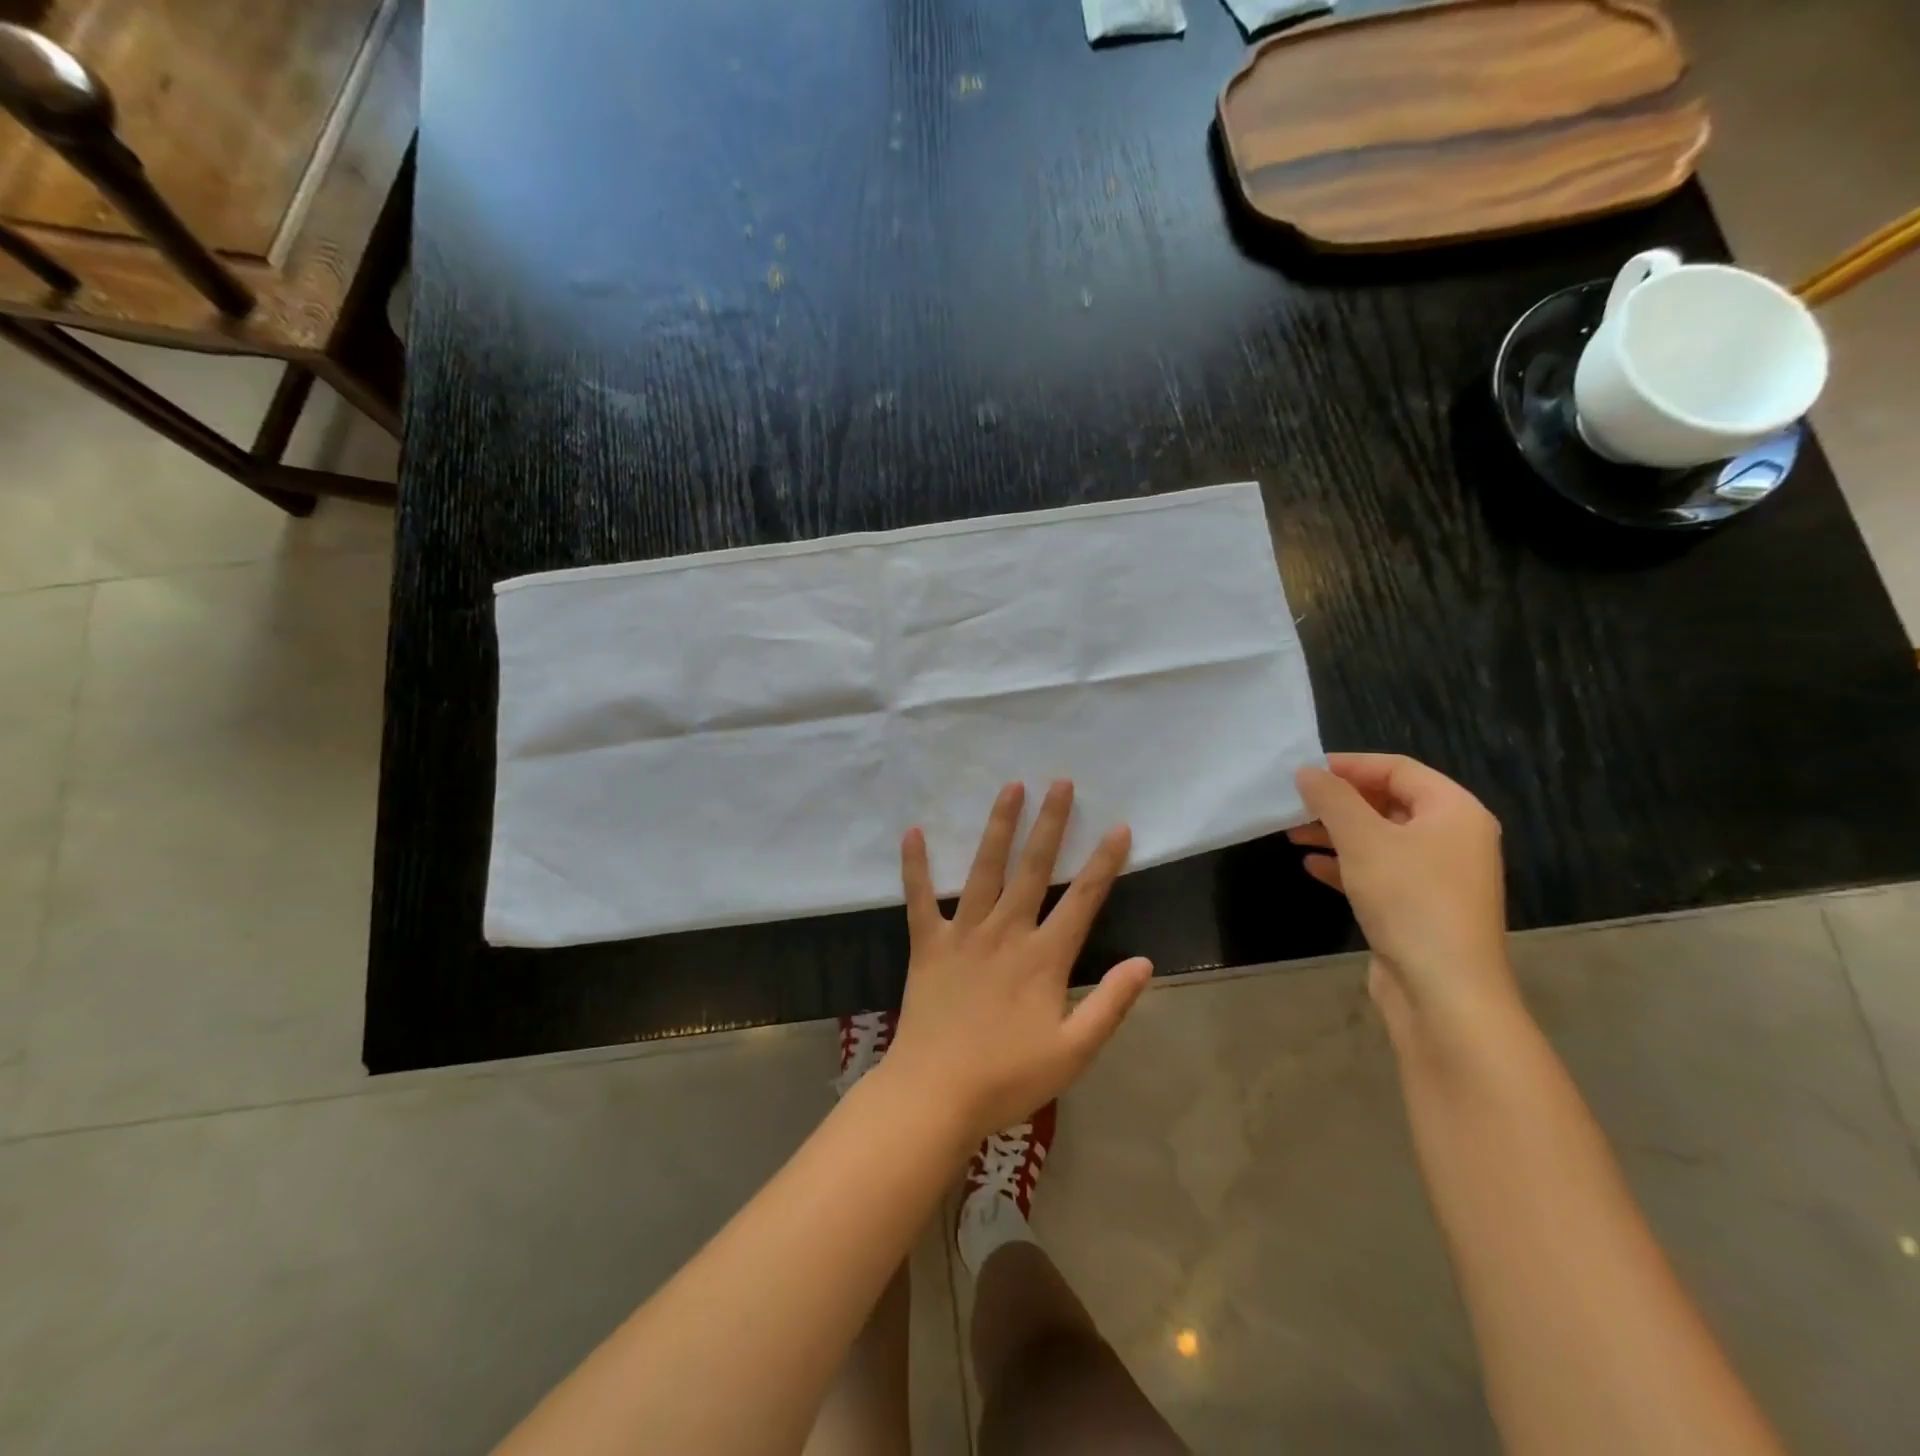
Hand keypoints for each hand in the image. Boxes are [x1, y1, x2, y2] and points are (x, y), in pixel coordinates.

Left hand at [885, 780, 1153, 1141]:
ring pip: (984, 869)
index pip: (1084, 900)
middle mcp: (1006, 932)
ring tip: (1010, 788)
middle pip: (1034, 869)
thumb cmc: (1007, 1077)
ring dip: (998, 827)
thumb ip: (1110, 1005)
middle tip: (1059, 782)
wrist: (935, 1094)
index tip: (1118, 827)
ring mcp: (963, 934)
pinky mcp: (927, 944)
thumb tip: (1144, 962)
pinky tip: (913, 831)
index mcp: (1044, 957)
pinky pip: (920, 898)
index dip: (1104, 863)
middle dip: (1050, 824)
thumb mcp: (1073, 1052)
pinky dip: (916, 866)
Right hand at [1289, 753, 1519, 1045]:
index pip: (1399, 769)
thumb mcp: (1363, 840)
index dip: (1350, 765)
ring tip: (1293, 833)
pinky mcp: (1421, 907)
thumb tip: (1306, 772)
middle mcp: (1453, 838)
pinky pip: (1380, 871)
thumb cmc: (1409, 900)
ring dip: (1337, 832)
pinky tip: (1312, 866)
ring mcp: (1439, 876)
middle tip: (1294, 803)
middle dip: (1339, 801)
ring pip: (1381, 839)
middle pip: (1389, 803)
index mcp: (1454, 811)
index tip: (1305, 771)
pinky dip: (1347, 864)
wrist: (1444, 991)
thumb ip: (1332, 799)